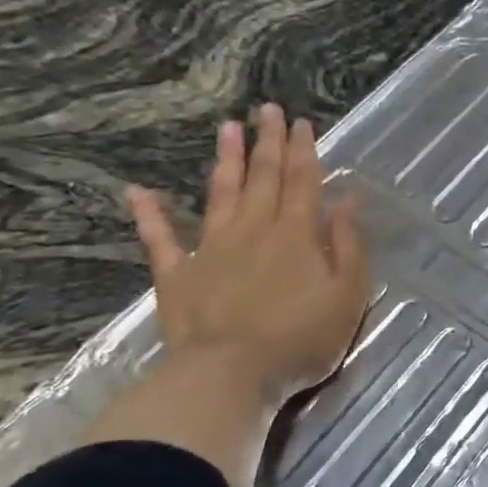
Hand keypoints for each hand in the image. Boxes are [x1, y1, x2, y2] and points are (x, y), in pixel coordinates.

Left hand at [125, 103, 369, 404]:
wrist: (231, 376)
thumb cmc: (301, 338)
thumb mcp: (349, 294)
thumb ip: (349, 245)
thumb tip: (346, 201)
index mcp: (296, 234)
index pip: (303, 181)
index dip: (304, 150)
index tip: (302, 122)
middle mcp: (254, 230)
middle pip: (263, 177)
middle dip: (267, 142)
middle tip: (266, 109)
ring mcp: (211, 249)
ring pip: (221, 194)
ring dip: (226, 160)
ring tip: (227, 128)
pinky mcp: (177, 275)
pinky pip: (160, 239)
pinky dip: (149, 214)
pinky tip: (138, 191)